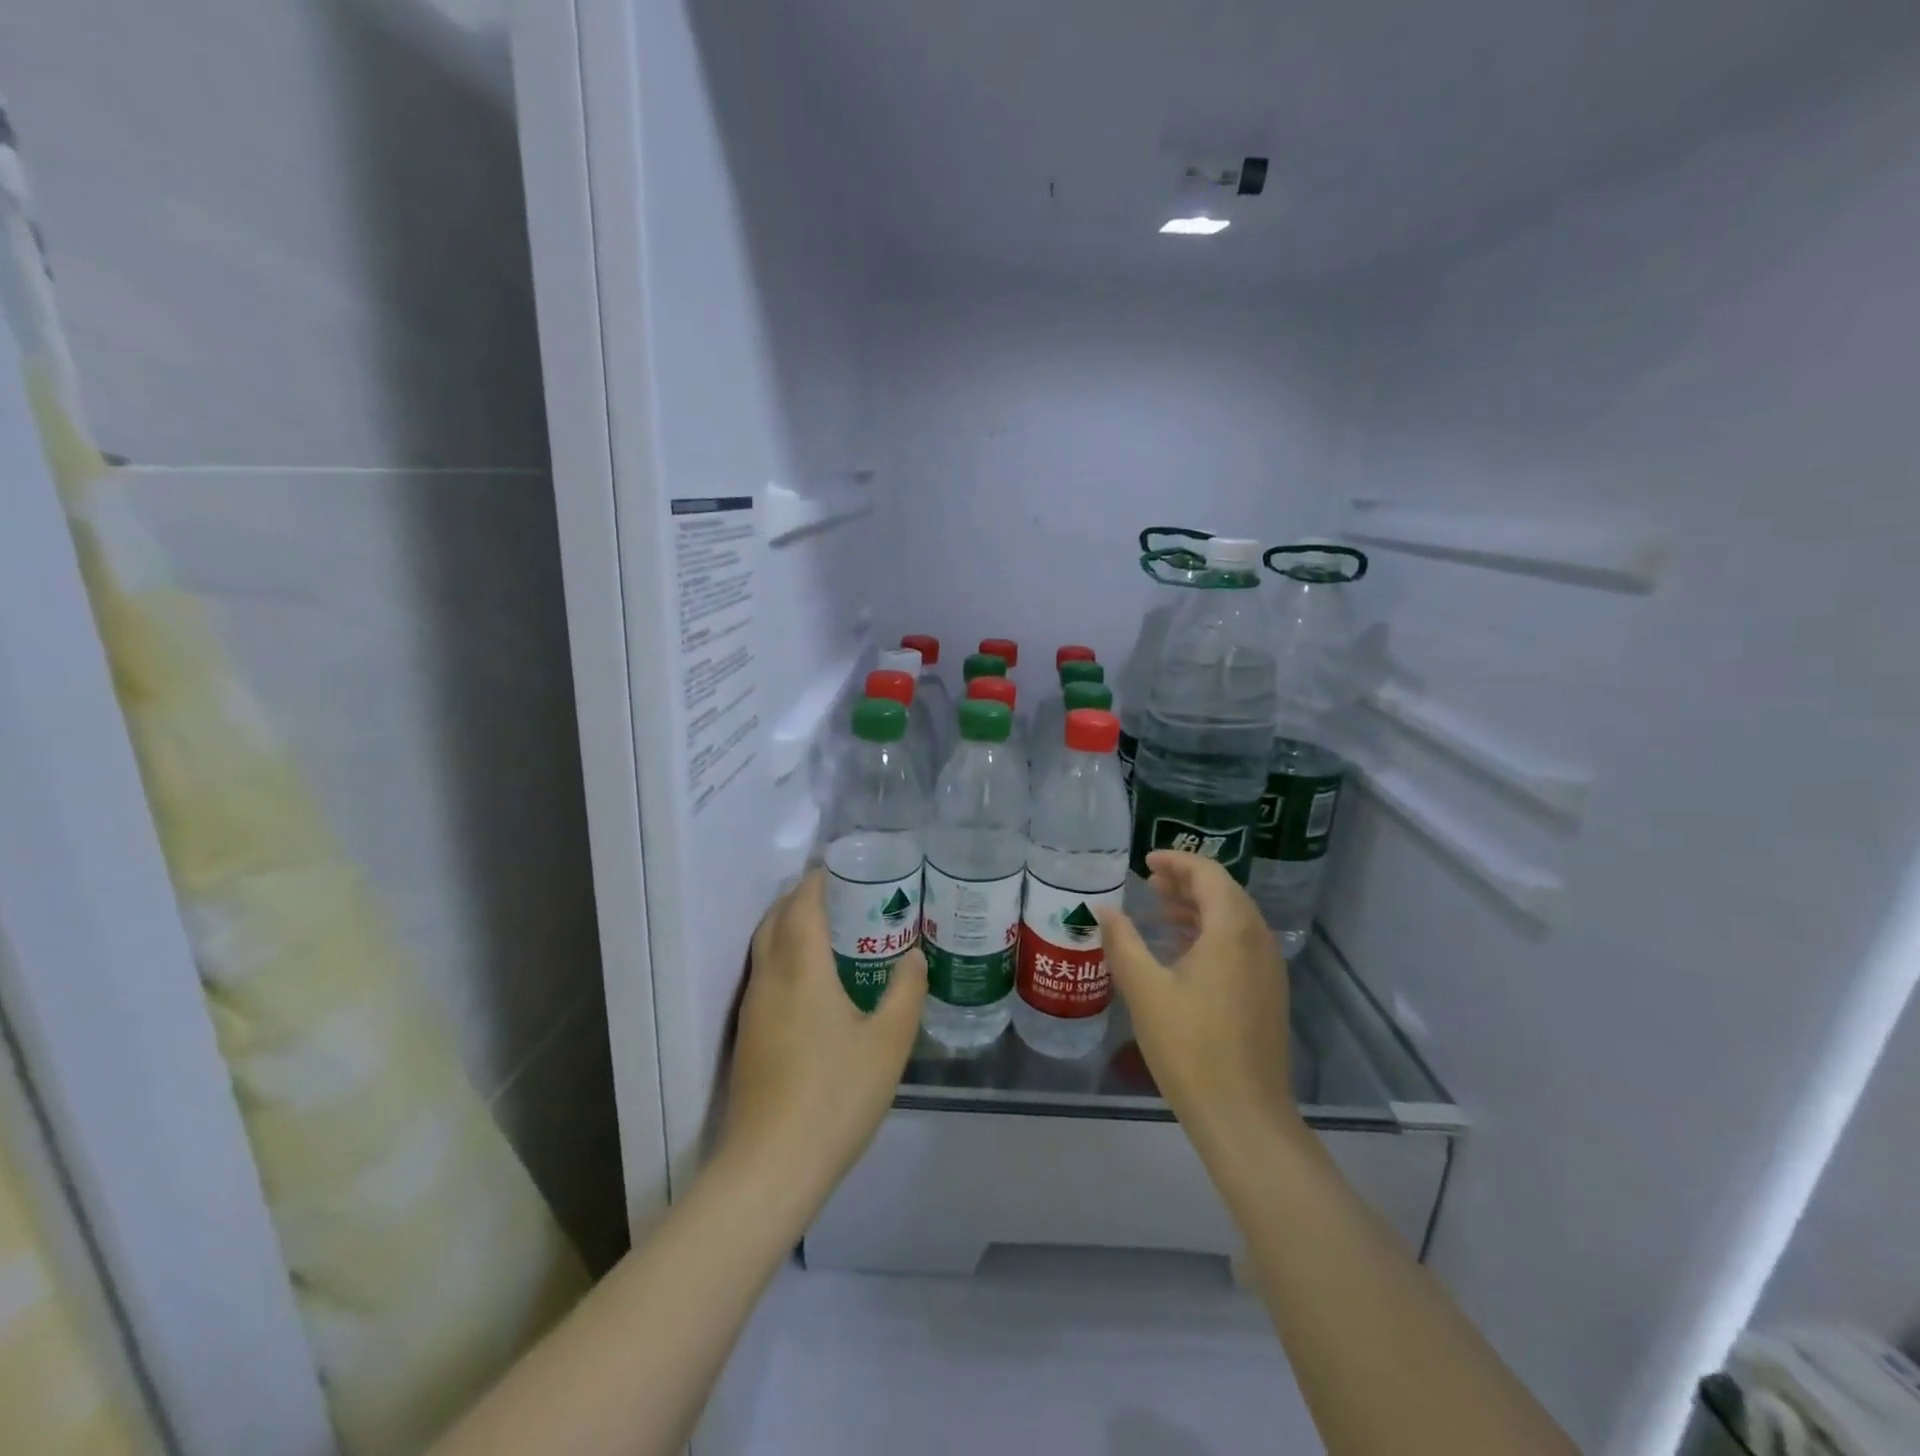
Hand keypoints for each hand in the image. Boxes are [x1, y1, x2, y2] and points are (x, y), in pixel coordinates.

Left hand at [718, 869, 926, 1205]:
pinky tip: (813, 981)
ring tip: (830, 929)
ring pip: (765, 948)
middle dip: (800, 898)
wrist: (771, 1167)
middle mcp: (769, 979)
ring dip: (789, 926)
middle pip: (775, 920)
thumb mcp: (888, 1043)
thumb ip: (905, 992)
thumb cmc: (835, 1095)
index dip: (816, 880)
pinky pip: (764, 975)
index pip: (800, 905)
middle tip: (840, 894)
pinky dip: (784, 956)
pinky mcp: (747, 1037)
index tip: (839, 867)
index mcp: (801, 969)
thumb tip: (914, 956)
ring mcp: (753, 1009)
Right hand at [1097, 851, 1300, 1156]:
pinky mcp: (1268, 993)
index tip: (1145, 862)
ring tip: (1158, 910)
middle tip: (1148, 881)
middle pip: (1224, 892)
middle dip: (1186, 881)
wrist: (1244, 1116)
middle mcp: (1258, 940)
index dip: (1177, 861)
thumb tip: (1104, 909)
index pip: (1208, 874)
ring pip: (1233, 919)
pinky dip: (1210, 933)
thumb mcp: (1144, 990)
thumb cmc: (1190, 1047)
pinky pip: (1239, 944)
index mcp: (1232, 930)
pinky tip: (1180, 950)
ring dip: (1197, 907)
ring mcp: (1268, 968)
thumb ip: (1122, 941)